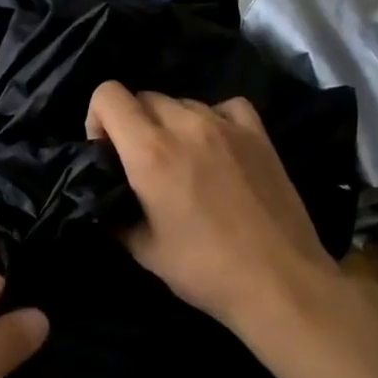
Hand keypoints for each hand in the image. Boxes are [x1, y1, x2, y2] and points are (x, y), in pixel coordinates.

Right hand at [86, 81, 341, 336]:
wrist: (280, 283)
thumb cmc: (204, 270)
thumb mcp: (144, 249)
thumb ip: (116, 215)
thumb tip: (106, 202)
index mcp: (150, 152)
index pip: (108, 95)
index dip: (96, 118)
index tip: (105, 151)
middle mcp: (186, 126)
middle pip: (144, 96)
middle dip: (131, 123)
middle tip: (139, 162)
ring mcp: (227, 126)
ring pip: (182, 102)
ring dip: (170, 123)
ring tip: (181, 160)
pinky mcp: (259, 135)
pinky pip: (225, 107)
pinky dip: (212, 118)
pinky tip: (215, 146)